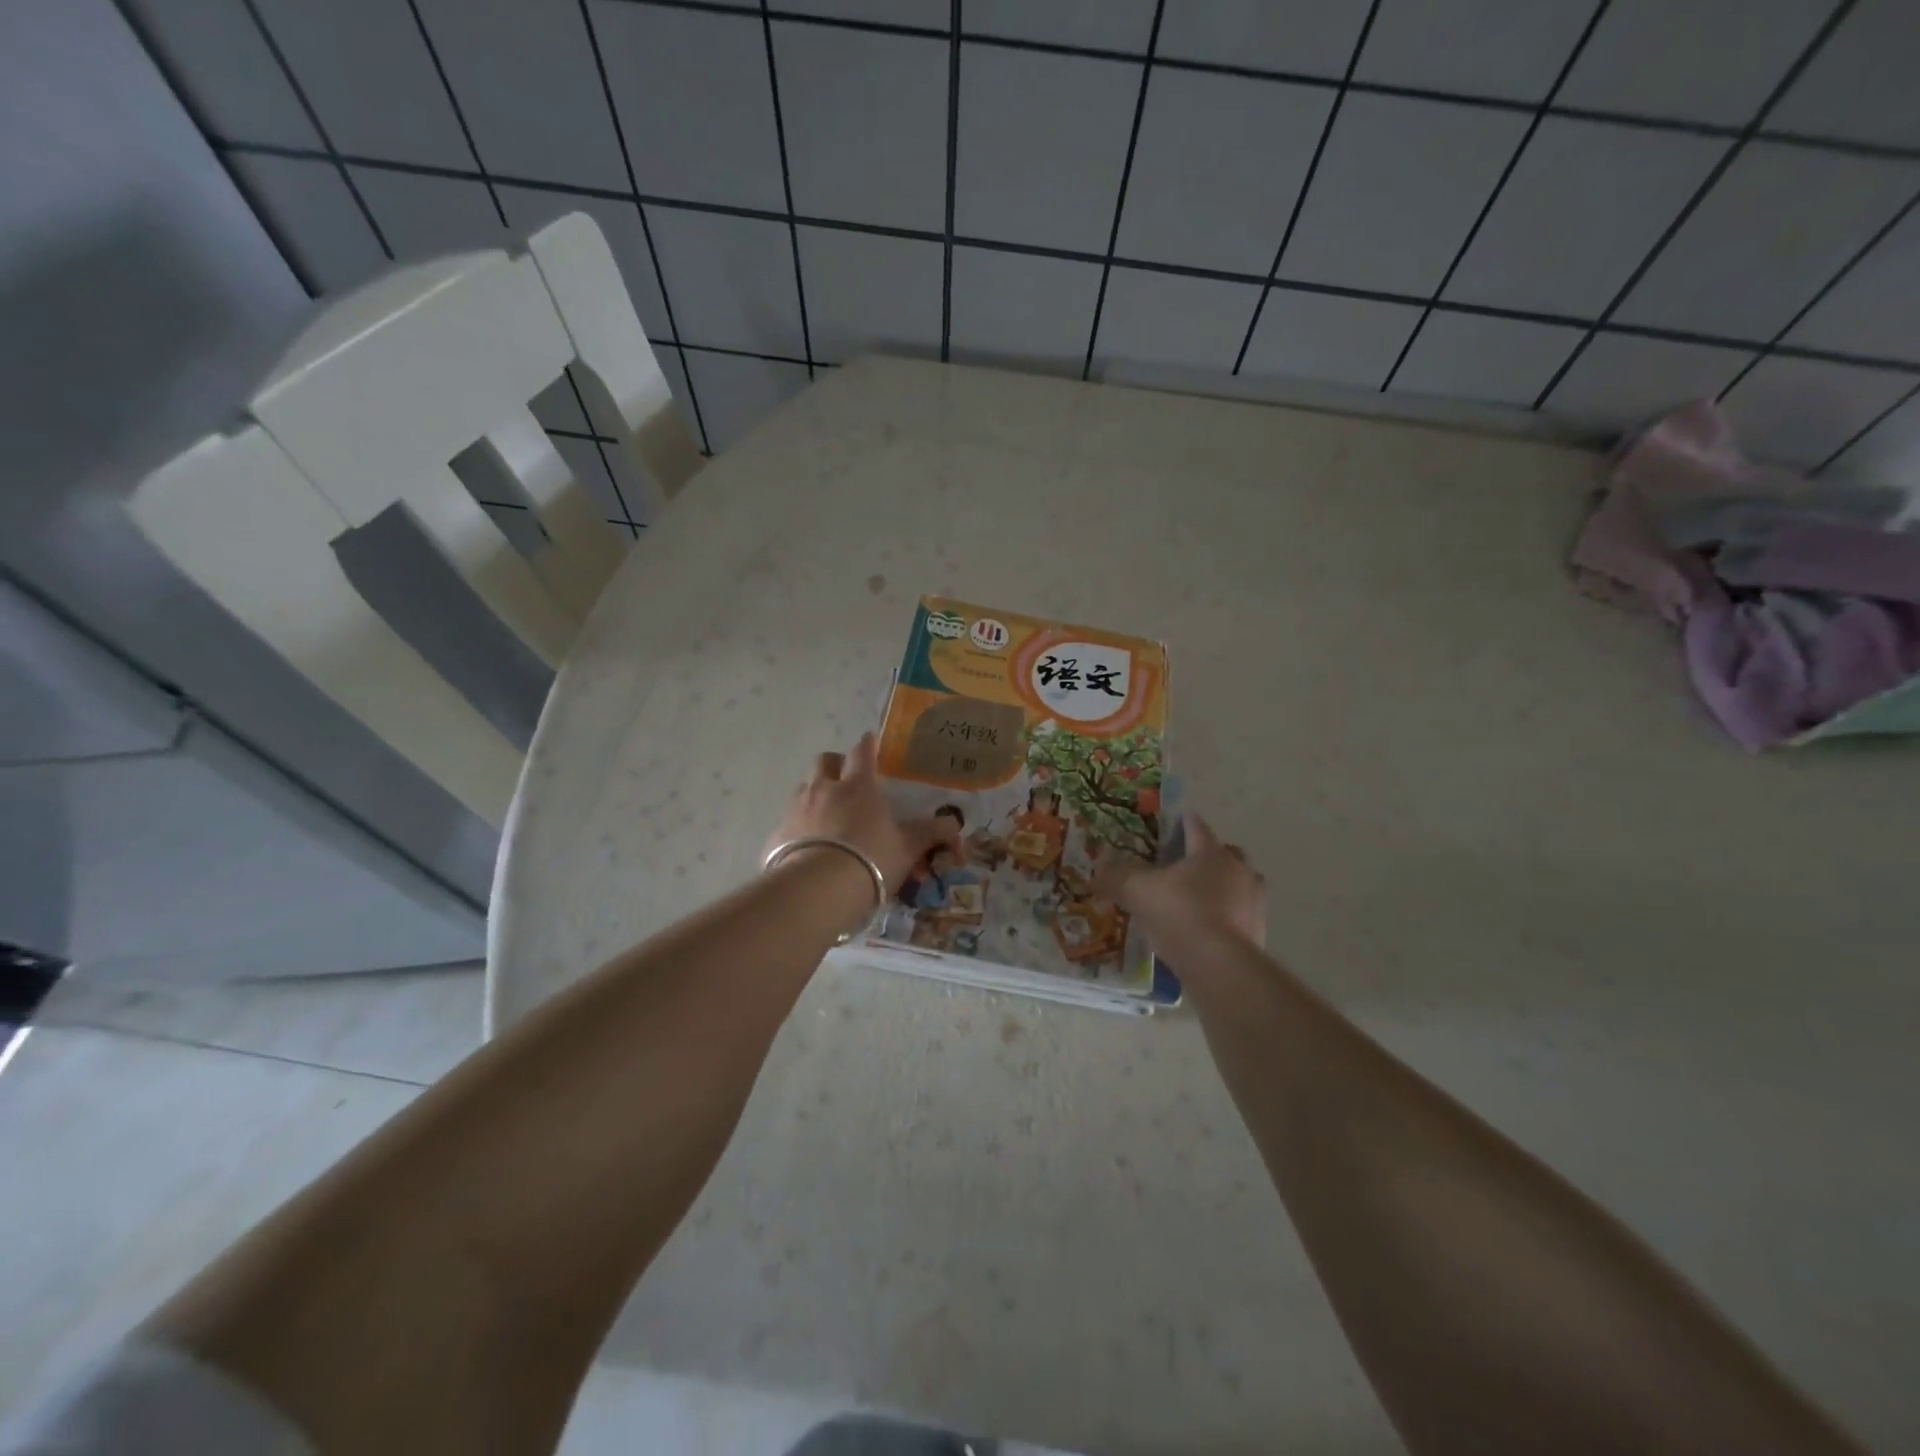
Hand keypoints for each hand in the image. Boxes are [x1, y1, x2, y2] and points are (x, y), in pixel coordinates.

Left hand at [765, 733, 956, 892]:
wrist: (817, 890)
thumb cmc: (871, 860)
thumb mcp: (908, 849)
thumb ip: (930, 833)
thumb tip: (955, 823)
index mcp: (858, 786)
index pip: (863, 752)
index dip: (868, 745)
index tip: (870, 741)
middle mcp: (824, 789)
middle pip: (825, 761)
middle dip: (835, 764)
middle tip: (845, 779)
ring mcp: (796, 809)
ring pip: (804, 788)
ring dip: (815, 794)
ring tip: (827, 816)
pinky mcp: (777, 834)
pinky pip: (788, 822)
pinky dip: (798, 828)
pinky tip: (807, 847)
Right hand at [1095, 813, 1265, 946]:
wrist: (1220, 966)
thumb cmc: (1179, 914)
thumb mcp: (1137, 891)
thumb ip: (1116, 875)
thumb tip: (1097, 867)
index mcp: (1211, 853)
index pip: (1196, 827)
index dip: (1184, 822)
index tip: (1177, 820)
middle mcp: (1239, 871)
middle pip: (1226, 854)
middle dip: (1208, 856)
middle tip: (1186, 865)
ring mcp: (1254, 903)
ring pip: (1240, 885)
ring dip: (1223, 888)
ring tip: (1199, 900)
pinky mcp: (1258, 933)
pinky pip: (1241, 917)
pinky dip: (1227, 918)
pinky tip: (1208, 930)